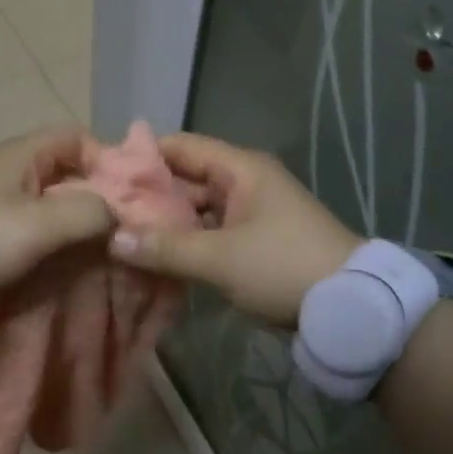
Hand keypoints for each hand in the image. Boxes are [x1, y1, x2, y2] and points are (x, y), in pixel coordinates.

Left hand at [0, 126, 114, 294]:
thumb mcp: (42, 224)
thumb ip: (90, 212)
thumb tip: (119, 214)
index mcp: (25, 151)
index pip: (80, 137)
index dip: (108, 161)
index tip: (126, 197)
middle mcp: (14, 164)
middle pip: (70, 168)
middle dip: (98, 194)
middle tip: (120, 226)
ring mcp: (1, 193)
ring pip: (55, 196)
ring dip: (78, 217)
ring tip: (100, 245)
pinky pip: (37, 217)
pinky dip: (57, 231)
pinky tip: (69, 254)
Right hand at [107, 132, 361, 325]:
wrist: (350, 306)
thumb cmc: (282, 267)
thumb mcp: (219, 258)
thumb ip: (164, 248)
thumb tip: (112, 240)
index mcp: (239, 169)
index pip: (180, 147)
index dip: (141, 157)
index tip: (102, 176)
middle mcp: (244, 183)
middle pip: (186, 179)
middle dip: (147, 196)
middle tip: (103, 213)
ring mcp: (251, 213)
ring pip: (196, 209)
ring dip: (165, 223)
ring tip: (120, 236)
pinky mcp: (254, 242)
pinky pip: (210, 233)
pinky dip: (186, 243)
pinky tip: (155, 258)